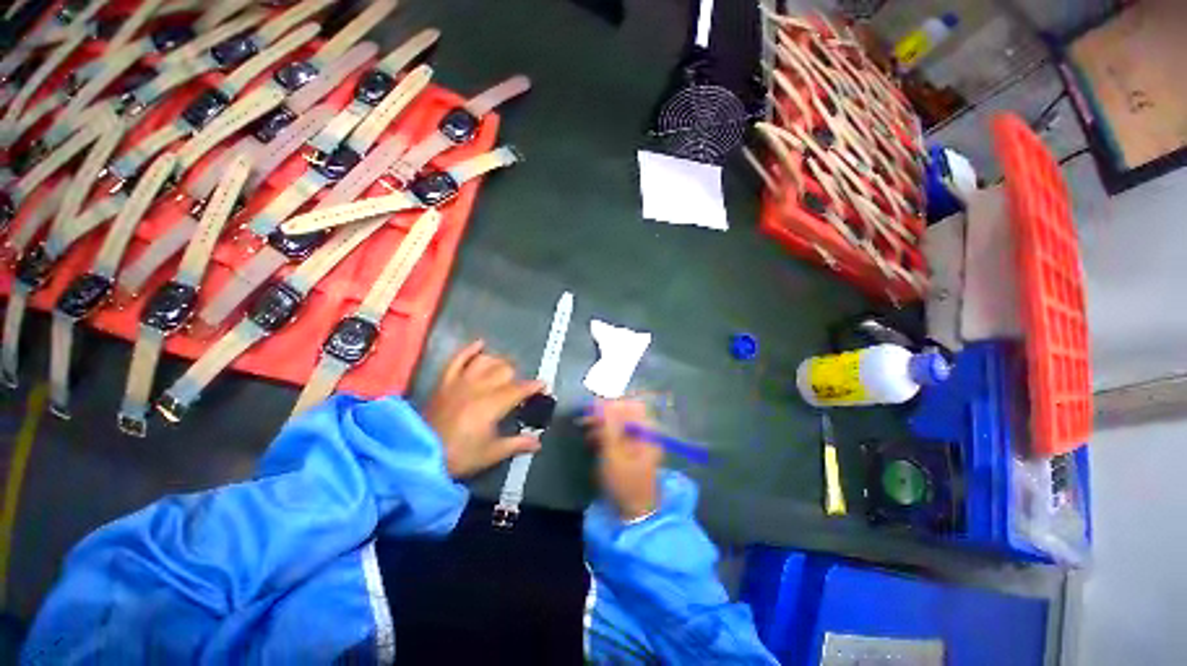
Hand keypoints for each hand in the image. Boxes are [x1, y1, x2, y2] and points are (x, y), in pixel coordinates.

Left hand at [424, 340, 544, 478]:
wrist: (417, 456)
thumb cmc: (458, 456)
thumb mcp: (491, 453)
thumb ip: (516, 444)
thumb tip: (537, 442)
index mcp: (492, 405)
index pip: (519, 389)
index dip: (534, 386)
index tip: (543, 386)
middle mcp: (479, 387)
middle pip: (505, 370)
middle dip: (516, 377)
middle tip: (519, 388)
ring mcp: (460, 382)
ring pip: (486, 361)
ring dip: (498, 363)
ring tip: (504, 370)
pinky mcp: (445, 381)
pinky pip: (458, 359)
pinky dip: (470, 349)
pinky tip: (480, 343)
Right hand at [583, 399, 661, 520]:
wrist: (634, 513)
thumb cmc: (624, 482)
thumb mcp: (613, 453)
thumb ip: (607, 426)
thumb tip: (601, 402)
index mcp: (646, 431)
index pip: (631, 405)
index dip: (612, 403)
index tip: (593, 408)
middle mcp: (646, 433)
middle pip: (625, 414)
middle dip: (604, 414)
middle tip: (584, 419)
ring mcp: (640, 443)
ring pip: (620, 424)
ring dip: (602, 425)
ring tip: (585, 431)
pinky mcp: (632, 452)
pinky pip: (619, 435)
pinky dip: (605, 435)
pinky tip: (593, 441)